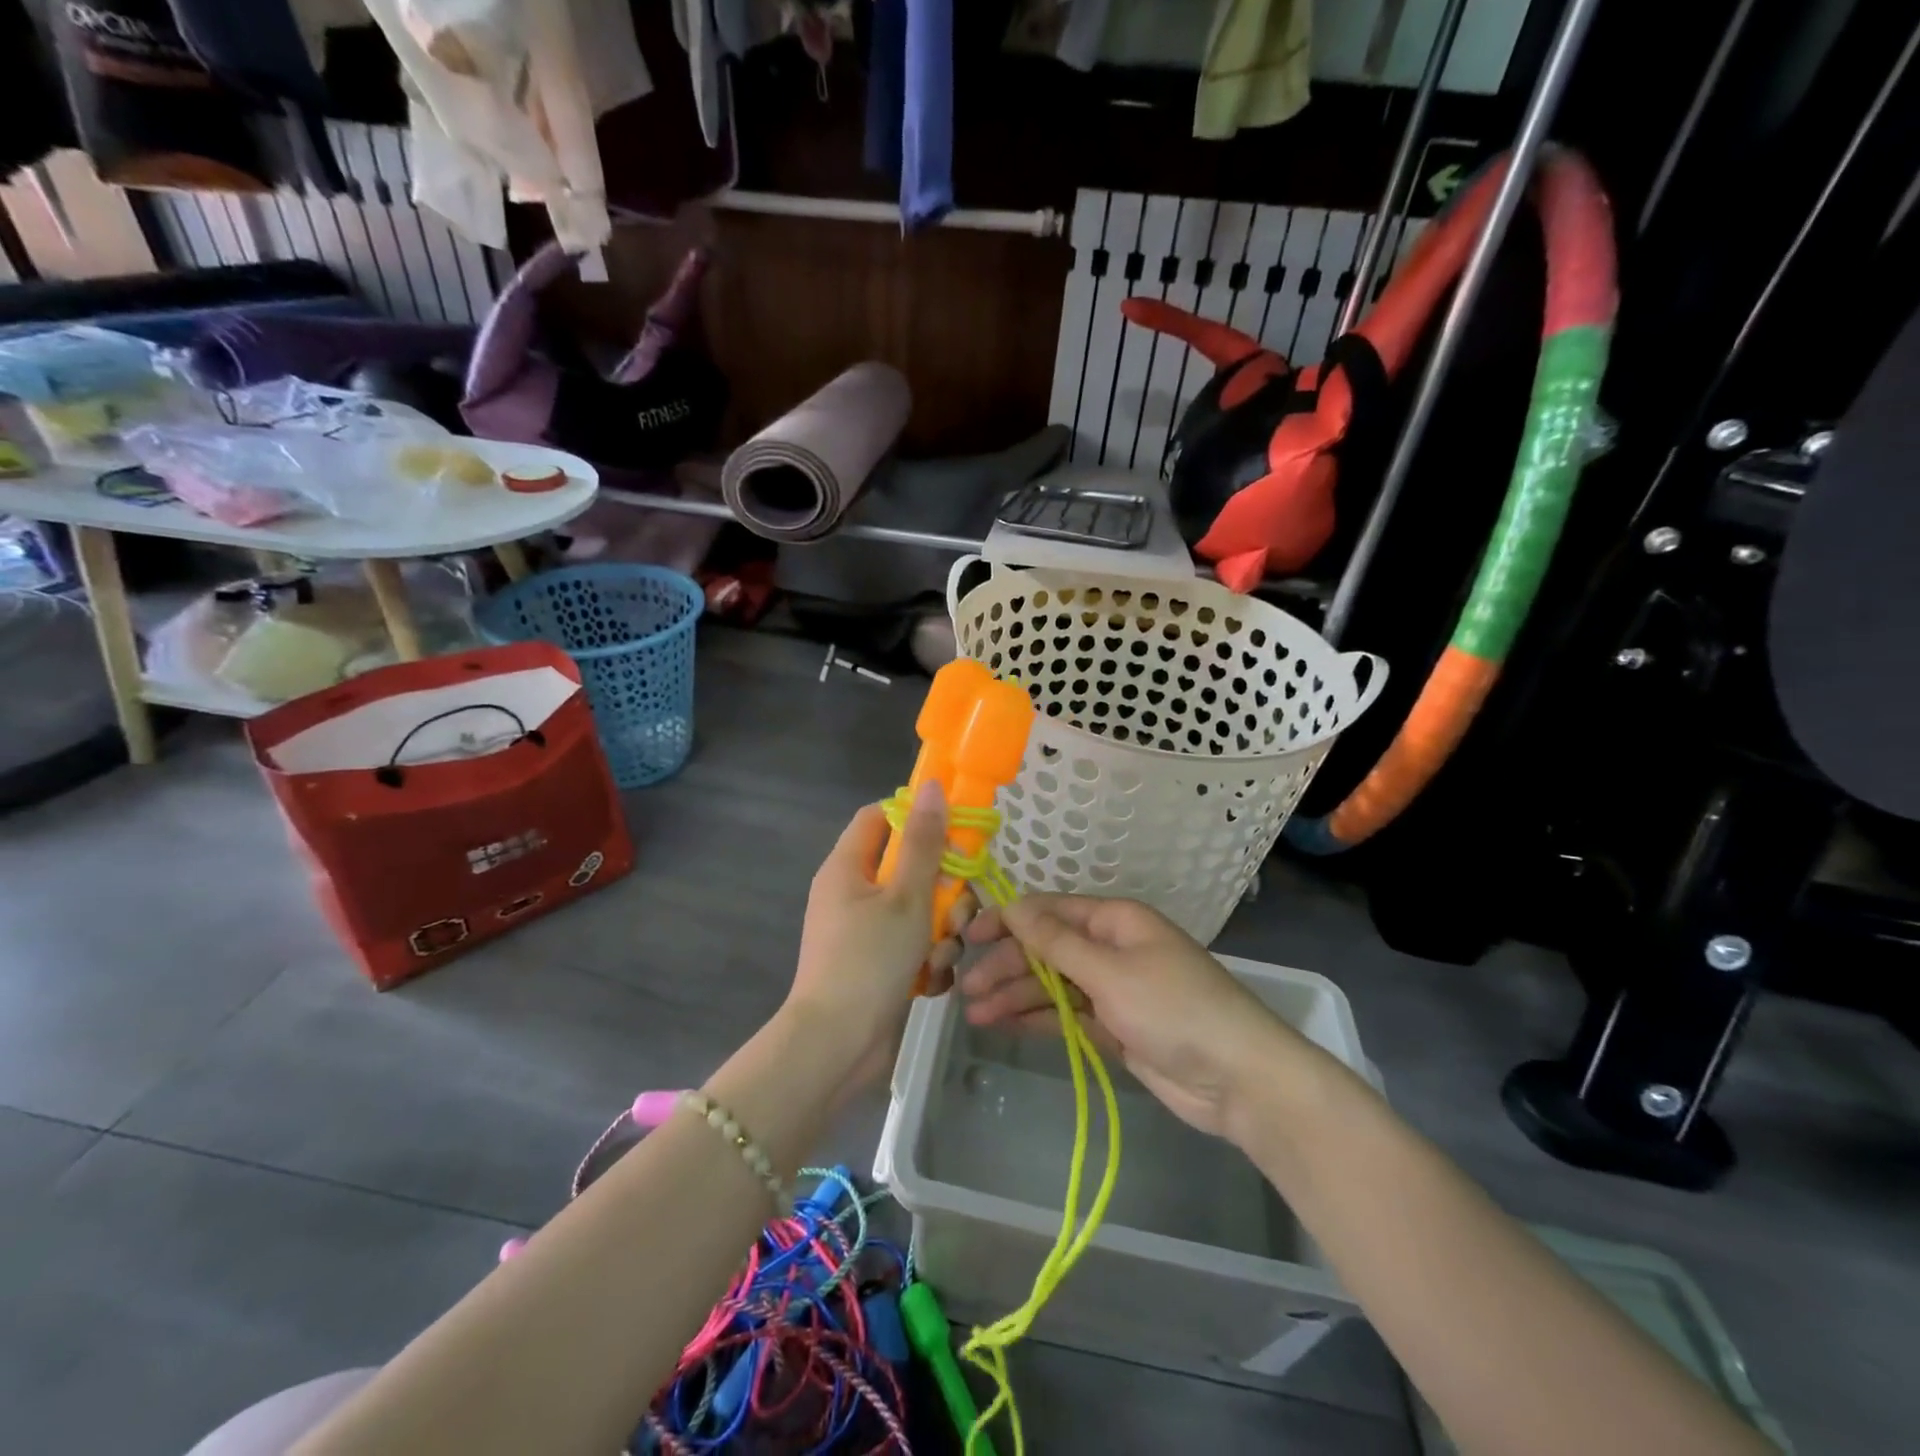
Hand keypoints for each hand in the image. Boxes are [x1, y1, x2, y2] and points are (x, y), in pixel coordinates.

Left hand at [785, 782, 971, 1092]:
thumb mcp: (906, 896)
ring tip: (939, 956)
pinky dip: (927, 960)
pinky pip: (912, 946)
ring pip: (918, 911)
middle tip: (957, 909)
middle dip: (942, 889)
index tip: (953, 831)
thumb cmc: (870, 960)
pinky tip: (930, 981)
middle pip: (908, 867)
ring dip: (940, 931)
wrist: (837, 1046)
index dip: (915, 816)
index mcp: (847, 867)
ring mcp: (863, 932)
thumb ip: (924, 842)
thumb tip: (931, 787)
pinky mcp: (876, 965)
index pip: (879, 817)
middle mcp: (852, 894)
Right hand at [959, 895, 1296, 1135]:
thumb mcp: (1110, 971)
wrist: (1237, 1078)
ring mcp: (1113, 989)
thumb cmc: (1174, 1009)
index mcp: (1115, 920)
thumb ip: (1057, 943)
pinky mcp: (1114, 1027)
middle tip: (966, 987)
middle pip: (1047, 949)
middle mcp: (1111, 948)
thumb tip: (1014, 906)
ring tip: (974, 1014)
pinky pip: (1066, 1014)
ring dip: (1015, 995)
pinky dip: (1036, 1018)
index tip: (968, 936)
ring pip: (1053, 984)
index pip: (1050, 911)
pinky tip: (1003, 1025)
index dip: (1008, 920)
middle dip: (1007, 964)